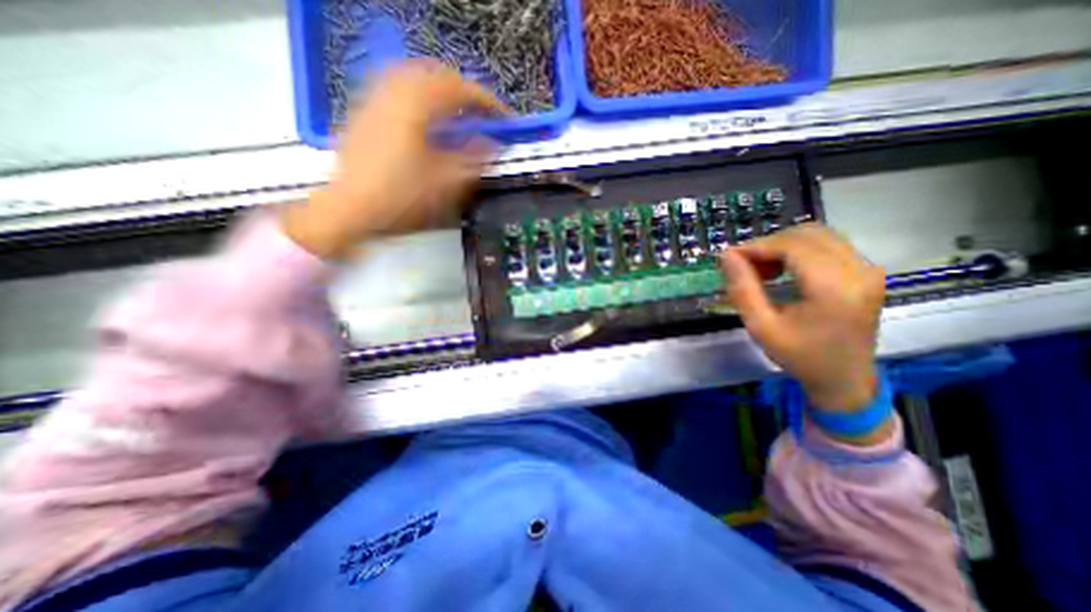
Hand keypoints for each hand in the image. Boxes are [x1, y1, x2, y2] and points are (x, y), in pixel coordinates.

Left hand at [283, 62, 510, 259]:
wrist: (349, 209)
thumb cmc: (400, 197)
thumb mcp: (445, 182)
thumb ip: (474, 159)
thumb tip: (493, 144)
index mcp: (416, 105)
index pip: (460, 89)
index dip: (488, 102)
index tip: (505, 119)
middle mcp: (393, 91)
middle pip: (436, 73)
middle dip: (465, 92)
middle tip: (482, 115)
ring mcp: (375, 98)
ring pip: (415, 77)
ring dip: (442, 91)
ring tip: (458, 115)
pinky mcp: (365, 111)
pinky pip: (398, 89)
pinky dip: (421, 97)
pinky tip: (427, 120)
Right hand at [722, 226, 884, 412]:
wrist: (844, 379)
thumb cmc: (799, 356)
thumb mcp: (760, 327)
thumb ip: (742, 289)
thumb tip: (726, 255)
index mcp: (835, 288)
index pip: (792, 246)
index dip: (757, 246)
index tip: (730, 257)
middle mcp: (859, 271)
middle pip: (806, 235)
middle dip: (768, 245)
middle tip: (745, 267)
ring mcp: (868, 269)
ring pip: (817, 235)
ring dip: (782, 246)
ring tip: (762, 269)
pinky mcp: (867, 271)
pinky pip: (828, 245)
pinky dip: (798, 250)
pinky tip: (783, 269)